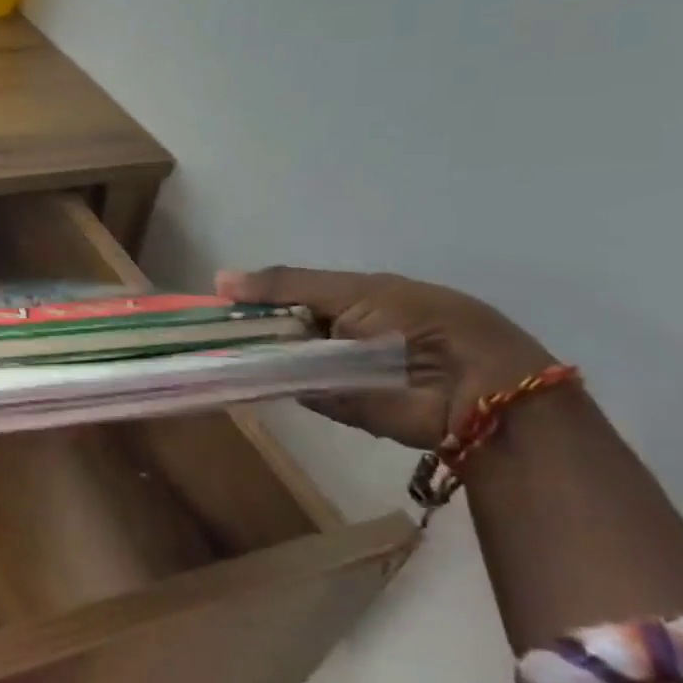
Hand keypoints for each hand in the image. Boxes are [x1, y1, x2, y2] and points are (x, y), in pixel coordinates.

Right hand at [216, 267, 554, 448]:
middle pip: (281, 327)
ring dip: (252, 354)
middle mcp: (338, 333)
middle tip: (206, 327)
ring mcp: (332, 370)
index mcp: (349, 298)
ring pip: (280, 358)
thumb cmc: (420, 322)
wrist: (475, 388)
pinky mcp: (334, 404)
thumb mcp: (352, 290)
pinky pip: (291, 390)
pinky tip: (233, 372)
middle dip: (248, 326)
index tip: (216, 300)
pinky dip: (265, 382)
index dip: (254, 296)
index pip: (288, 294)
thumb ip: (286, 285)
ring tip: (210, 348)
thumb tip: (219, 278)